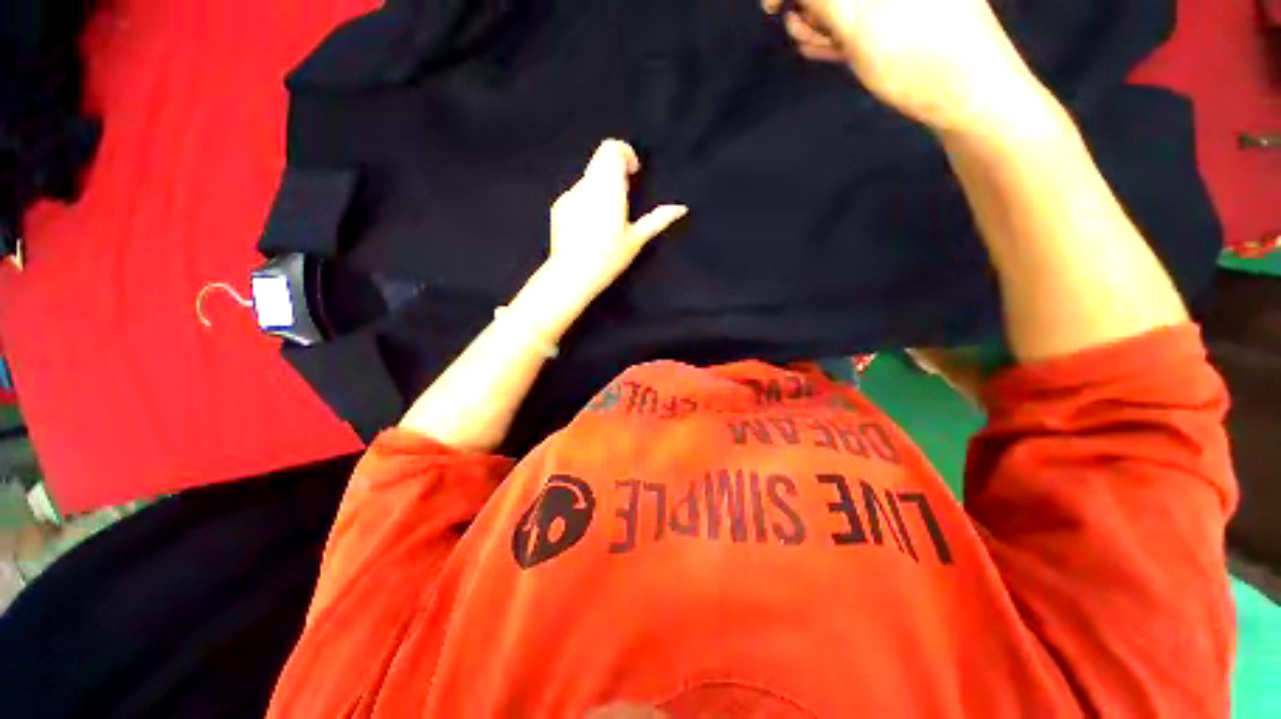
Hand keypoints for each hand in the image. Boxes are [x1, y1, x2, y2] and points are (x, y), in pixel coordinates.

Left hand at [546, 139, 687, 300]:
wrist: (572, 274)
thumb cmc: (608, 258)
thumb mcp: (636, 240)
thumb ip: (657, 219)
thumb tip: (681, 208)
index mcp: (608, 188)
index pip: (611, 149)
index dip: (625, 153)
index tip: (633, 172)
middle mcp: (587, 185)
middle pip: (600, 159)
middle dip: (615, 171)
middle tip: (623, 197)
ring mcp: (570, 195)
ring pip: (588, 178)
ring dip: (601, 187)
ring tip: (607, 219)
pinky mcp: (559, 207)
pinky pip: (576, 194)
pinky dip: (587, 200)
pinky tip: (589, 228)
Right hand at [763, 0, 1048, 133]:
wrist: (969, 96)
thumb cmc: (915, 57)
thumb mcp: (857, 25)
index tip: (771, 9)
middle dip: (811, 8)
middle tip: (810, 36)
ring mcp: (901, 0)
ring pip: (844, 4)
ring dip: (823, 25)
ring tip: (826, 49)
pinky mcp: (905, 15)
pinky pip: (861, 18)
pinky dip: (841, 34)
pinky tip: (832, 51)